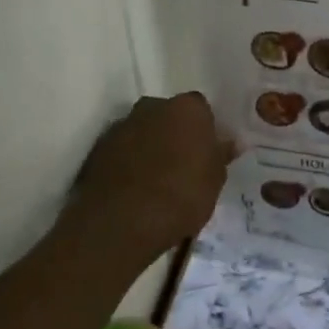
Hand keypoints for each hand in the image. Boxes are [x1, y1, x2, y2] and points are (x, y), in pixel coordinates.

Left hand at [67, 92, 233, 265]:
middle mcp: (152, 107)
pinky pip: (123, 149)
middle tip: (184, 165)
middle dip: (175, 134)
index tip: (207, 153)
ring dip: (151, 147)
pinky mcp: (98, 147)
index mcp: (187, 109)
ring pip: (144, 131)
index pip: (201, 109)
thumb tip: (230, 142)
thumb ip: (221, 155)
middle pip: (169, 115)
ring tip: (158, 181)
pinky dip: (129, 161)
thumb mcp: (215, 181)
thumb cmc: (182, 196)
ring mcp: (122, 125)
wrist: (123, 221)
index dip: (205, 130)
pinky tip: (136, 188)